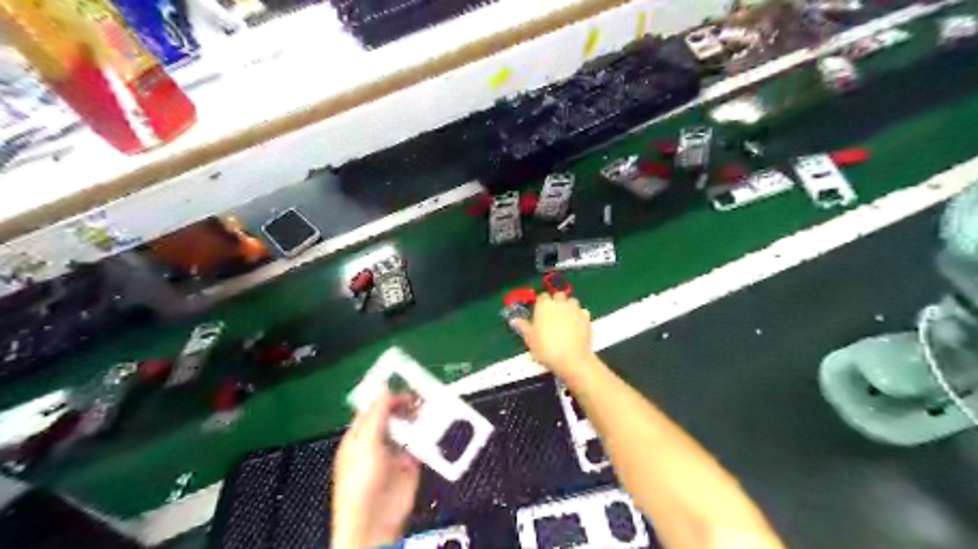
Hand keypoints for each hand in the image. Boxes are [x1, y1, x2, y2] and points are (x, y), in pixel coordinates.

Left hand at [333, 390, 420, 547]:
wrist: (375, 523)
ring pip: (410, 427)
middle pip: (394, 415)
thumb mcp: (366, 443)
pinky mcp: (411, 463)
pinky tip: (438, 425)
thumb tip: (383, 387)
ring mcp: (395, 452)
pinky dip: (430, 435)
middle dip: (408, 404)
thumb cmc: (361, 482)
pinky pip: (422, 444)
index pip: (374, 408)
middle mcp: (377, 441)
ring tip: (433, 405)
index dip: (388, 395)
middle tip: (425, 392)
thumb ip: (376, 414)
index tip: (406, 380)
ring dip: (420, 417)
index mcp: (359, 435)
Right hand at [512, 294, 596, 380]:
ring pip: (572, 301)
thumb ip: (524, 327)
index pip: (542, 297)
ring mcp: (575, 309)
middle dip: (556, 302)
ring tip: (566, 319)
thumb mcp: (530, 340)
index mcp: (544, 306)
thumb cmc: (546, 349)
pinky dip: (580, 316)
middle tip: (553, 315)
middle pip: (558, 295)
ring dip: (569, 307)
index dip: (541, 304)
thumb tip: (514, 320)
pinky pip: (582, 312)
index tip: (540, 313)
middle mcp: (560, 303)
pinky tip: (577, 326)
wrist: (571, 359)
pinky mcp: (586, 317)